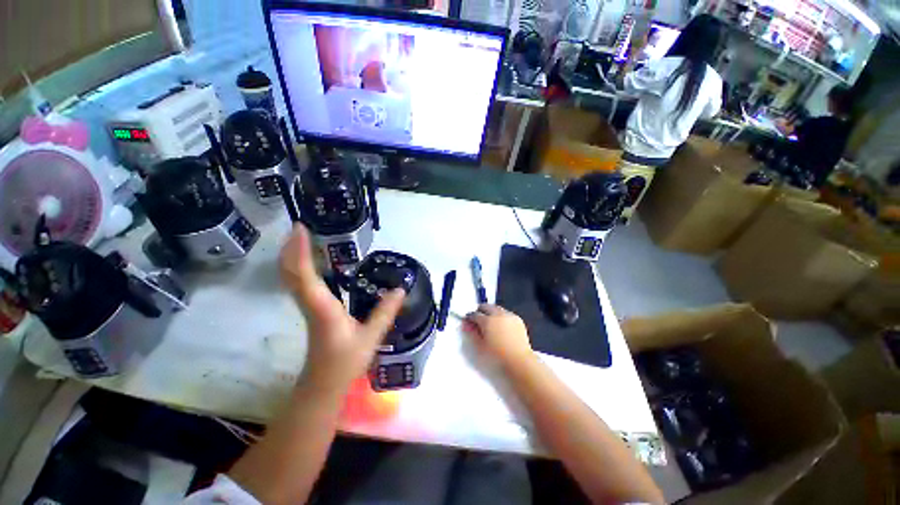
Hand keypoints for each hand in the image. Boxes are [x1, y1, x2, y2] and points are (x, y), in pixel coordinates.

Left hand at [280, 225, 404, 391]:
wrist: (324, 383)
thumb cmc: (345, 362)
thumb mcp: (370, 337)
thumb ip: (385, 312)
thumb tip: (400, 288)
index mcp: (322, 308)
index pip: (305, 275)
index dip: (300, 251)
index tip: (300, 228)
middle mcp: (310, 303)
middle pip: (291, 272)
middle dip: (291, 247)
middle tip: (299, 226)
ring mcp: (308, 306)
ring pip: (292, 277)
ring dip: (294, 255)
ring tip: (303, 237)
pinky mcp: (312, 308)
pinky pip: (301, 282)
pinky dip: (301, 266)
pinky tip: (313, 261)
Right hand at [463, 305, 533, 369]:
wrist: (519, 361)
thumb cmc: (498, 356)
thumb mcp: (480, 346)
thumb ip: (472, 333)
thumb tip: (467, 325)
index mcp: (487, 320)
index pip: (474, 314)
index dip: (469, 318)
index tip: (468, 322)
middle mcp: (498, 314)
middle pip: (486, 306)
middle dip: (480, 311)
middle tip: (477, 319)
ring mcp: (509, 316)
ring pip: (496, 308)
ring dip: (491, 312)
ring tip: (489, 323)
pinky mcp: (517, 319)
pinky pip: (506, 313)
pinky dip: (501, 316)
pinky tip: (501, 326)